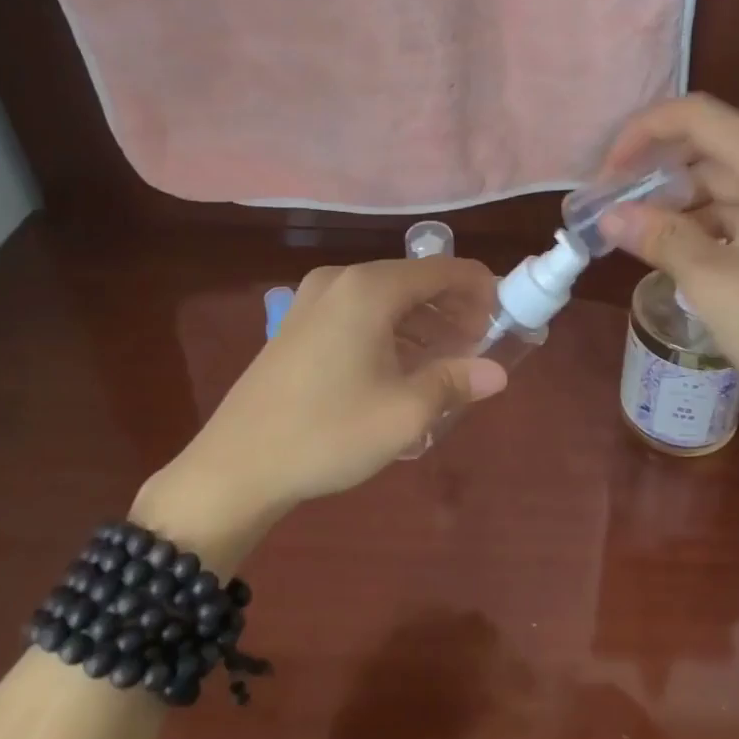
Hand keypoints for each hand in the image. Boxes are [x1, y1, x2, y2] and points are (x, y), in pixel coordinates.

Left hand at [134, 258, 508, 549]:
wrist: (234, 468)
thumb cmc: (327, 434)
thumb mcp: (404, 412)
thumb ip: (456, 381)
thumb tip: (497, 372)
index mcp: (369, 289)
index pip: (442, 270)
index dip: (480, 288)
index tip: (505, 316)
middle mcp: (341, 281)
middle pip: (414, 280)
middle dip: (453, 308)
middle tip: (479, 344)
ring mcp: (313, 300)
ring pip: (387, 297)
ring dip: (423, 321)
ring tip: (448, 359)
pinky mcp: (298, 323)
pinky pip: (360, 312)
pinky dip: (392, 329)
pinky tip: (403, 365)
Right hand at [598, 95, 738, 457]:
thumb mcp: (715, 284)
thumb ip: (660, 238)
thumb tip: (611, 216)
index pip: (696, 116)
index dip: (642, 134)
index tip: (608, 176)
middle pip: (717, 147)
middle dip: (661, 175)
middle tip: (618, 214)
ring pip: (738, 182)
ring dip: (689, 204)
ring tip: (647, 241)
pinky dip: (721, 224)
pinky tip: (694, 257)